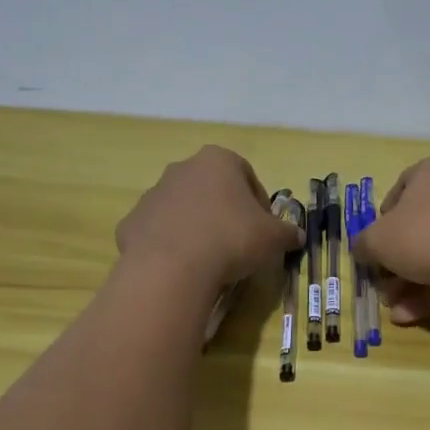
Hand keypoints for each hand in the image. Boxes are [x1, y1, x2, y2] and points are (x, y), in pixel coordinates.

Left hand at [115, 146, 302, 292]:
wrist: (171, 267)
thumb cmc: (231, 239)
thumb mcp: (273, 237)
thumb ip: (288, 233)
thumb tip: (297, 236)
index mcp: (218, 160)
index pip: (247, 177)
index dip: (259, 204)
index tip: (263, 230)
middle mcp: (182, 168)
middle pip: (212, 189)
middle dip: (225, 212)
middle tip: (238, 244)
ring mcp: (153, 194)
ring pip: (183, 209)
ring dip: (197, 227)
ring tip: (210, 260)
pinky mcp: (131, 222)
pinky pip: (159, 232)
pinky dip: (171, 245)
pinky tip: (183, 268)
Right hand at [354, 155, 429, 324]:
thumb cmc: (423, 236)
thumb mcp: (377, 240)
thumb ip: (363, 244)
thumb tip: (361, 250)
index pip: (402, 188)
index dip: (382, 219)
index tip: (375, 244)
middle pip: (421, 225)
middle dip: (398, 260)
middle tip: (384, 283)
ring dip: (412, 281)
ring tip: (395, 307)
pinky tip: (412, 314)